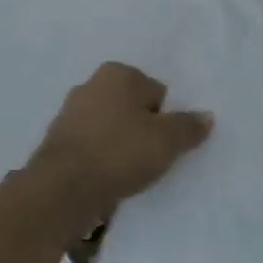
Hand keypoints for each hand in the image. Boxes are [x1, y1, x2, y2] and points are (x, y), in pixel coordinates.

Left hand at [29, 62, 212, 225]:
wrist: (63, 189)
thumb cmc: (121, 152)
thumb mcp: (168, 140)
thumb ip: (189, 126)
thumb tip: (206, 116)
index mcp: (118, 73)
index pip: (157, 91)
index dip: (167, 118)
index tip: (168, 142)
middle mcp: (90, 84)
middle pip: (132, 107)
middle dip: (142, 128)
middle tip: (154, 157)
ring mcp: (68, 114)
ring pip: (110, 128)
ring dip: (121, 145)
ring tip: (131, 173)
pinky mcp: (56, 143)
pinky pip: (92, 147)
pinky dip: (102, 159)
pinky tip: (109, 179)